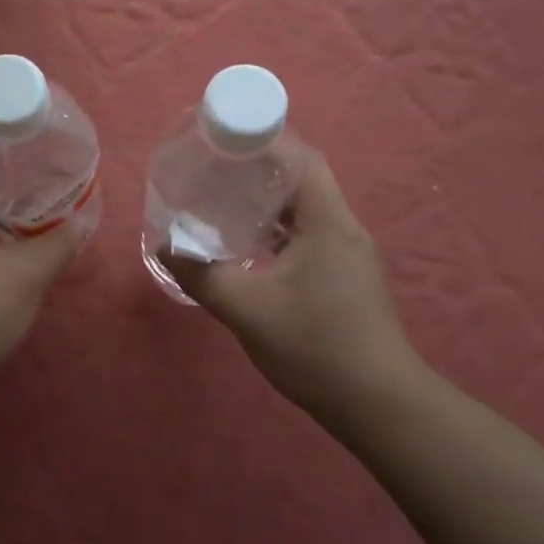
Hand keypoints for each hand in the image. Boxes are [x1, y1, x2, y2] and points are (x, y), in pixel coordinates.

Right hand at [167, 148, 422, 429]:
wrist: (378, 404)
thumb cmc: (315, 347)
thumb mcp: (247, 310)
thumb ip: (202, 275)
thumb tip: (166, 245)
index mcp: (328, 222)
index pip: (302, 158)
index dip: (265, 141)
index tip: (223, 139)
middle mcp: (343, 228)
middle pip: (302, 180)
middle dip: (258, 170)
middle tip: (213, 170)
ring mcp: (348, 254)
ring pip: (304, 211)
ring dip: (266, 203)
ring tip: (222, 202)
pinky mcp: (346, 277)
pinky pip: (307, 237)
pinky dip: (276, 232)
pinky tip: (248, 248)